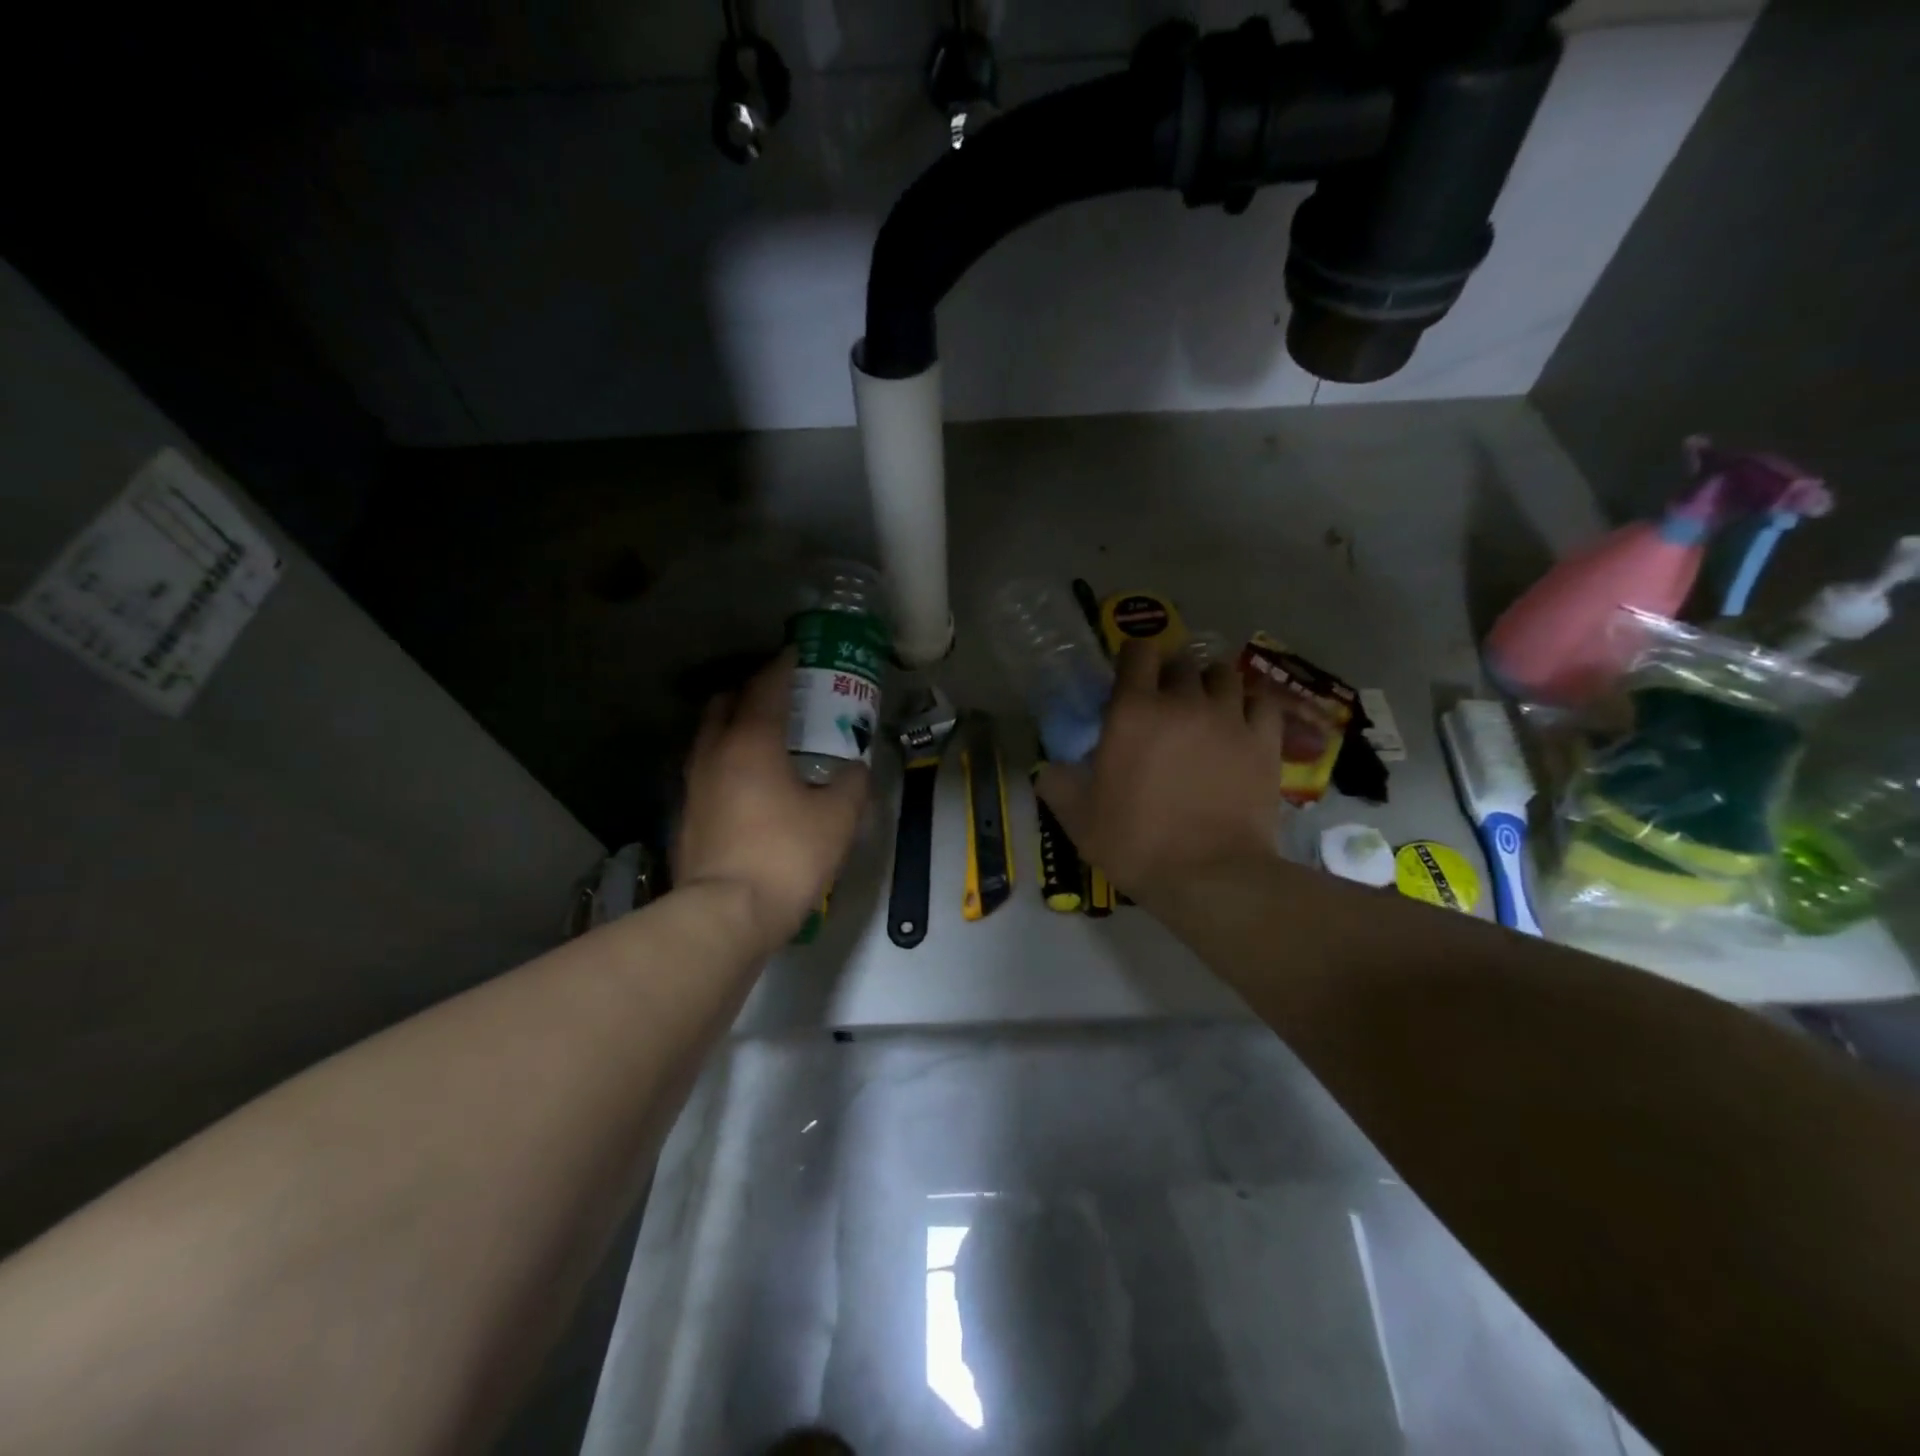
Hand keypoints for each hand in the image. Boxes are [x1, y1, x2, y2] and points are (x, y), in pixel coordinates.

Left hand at [675, 649, 868, 951]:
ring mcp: (693, 784)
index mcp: (752, 742)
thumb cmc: (786, 856)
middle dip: (749, 690)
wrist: (725, 915)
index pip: (766, 687)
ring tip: (761, 735)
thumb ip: (850, 785)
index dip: (782, 665)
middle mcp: (715, 753)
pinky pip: (704, 768)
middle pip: (725, 702)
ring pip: (708, 736)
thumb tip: (854, 769)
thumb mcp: (836, 819)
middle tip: (779, 695)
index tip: (796, 653)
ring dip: (732, 724)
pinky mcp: (685, 814)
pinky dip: (724, 759)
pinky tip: (744, 781)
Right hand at [1036, 639, 1285, 899]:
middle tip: (1166, 701)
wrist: (1210, 876)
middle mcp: (1183, 701)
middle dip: (1171, 674)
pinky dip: (1250, 703)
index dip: (1133, 657)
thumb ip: (1057, 784)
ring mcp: (1229, 718)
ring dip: (1211, 684)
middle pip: (1182, 661)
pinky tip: (1243, 720)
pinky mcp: (1264, 741)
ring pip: (1224, 674)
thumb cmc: (1136, 843)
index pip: (1137, 653)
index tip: (1129, 674)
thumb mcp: (1078, 818)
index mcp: (1133, 711)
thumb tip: (1048, 770)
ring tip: (1206, 706)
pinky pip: (1262, 701)